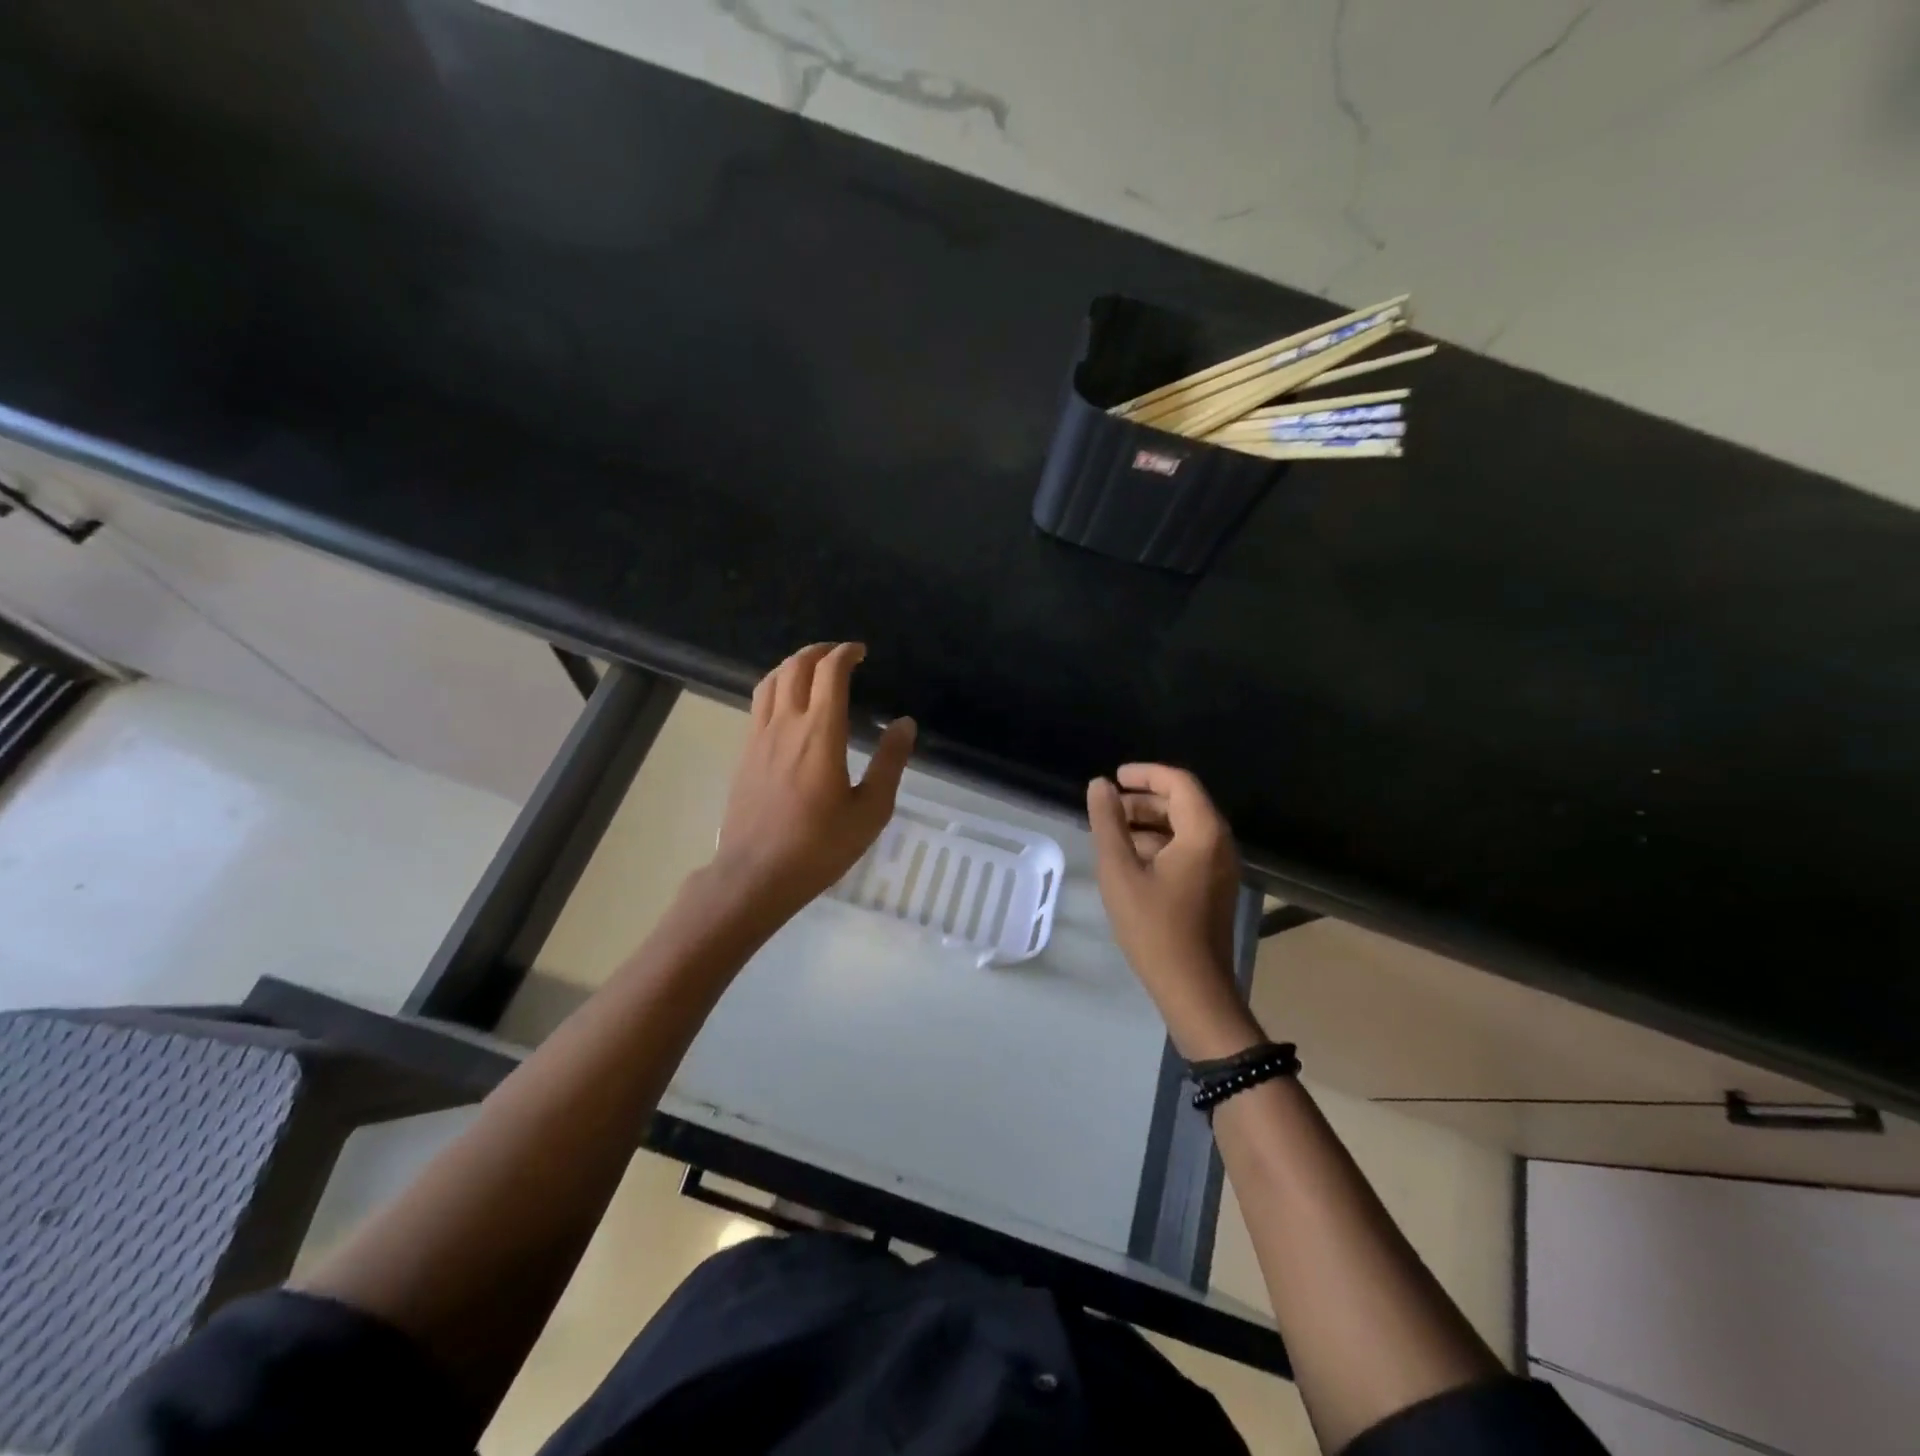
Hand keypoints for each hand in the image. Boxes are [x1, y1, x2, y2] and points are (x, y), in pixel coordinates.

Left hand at [711, 642, 915, 918]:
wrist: (756, 874)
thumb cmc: (819, 846)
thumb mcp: (870, 810)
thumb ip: (889, 763)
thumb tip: (905, 723)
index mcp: (820, 733)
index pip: (829, 672)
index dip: (846, 653)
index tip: (861, 653)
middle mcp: (786, 724)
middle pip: (796, 666)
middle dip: (819, 651)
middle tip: (840, 655)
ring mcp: (759, 737)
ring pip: (771, 680)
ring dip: (793, 664)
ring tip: (812, 669)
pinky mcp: (744, 753)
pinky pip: (758, 703)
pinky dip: (776, 686)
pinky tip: (787, 704)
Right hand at [1087, 764, 1259, 1058]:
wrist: (1193, 989)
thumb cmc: (1154, 927)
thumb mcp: (1120, 871)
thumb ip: (1108, 823)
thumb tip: (1099, 785)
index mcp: (1203, 833)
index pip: (1178, 782)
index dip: (1145, 773)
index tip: (1114, 777)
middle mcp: (1220, 843)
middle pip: (1183, 803)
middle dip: (1143, 801)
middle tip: (1107, 809)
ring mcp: (1221, 867)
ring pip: (1184, 828)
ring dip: (1149, 824)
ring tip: (1112, 835)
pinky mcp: (1215, 887)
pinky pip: (1188, 850)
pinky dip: (1160, 845)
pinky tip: (1131, 862)